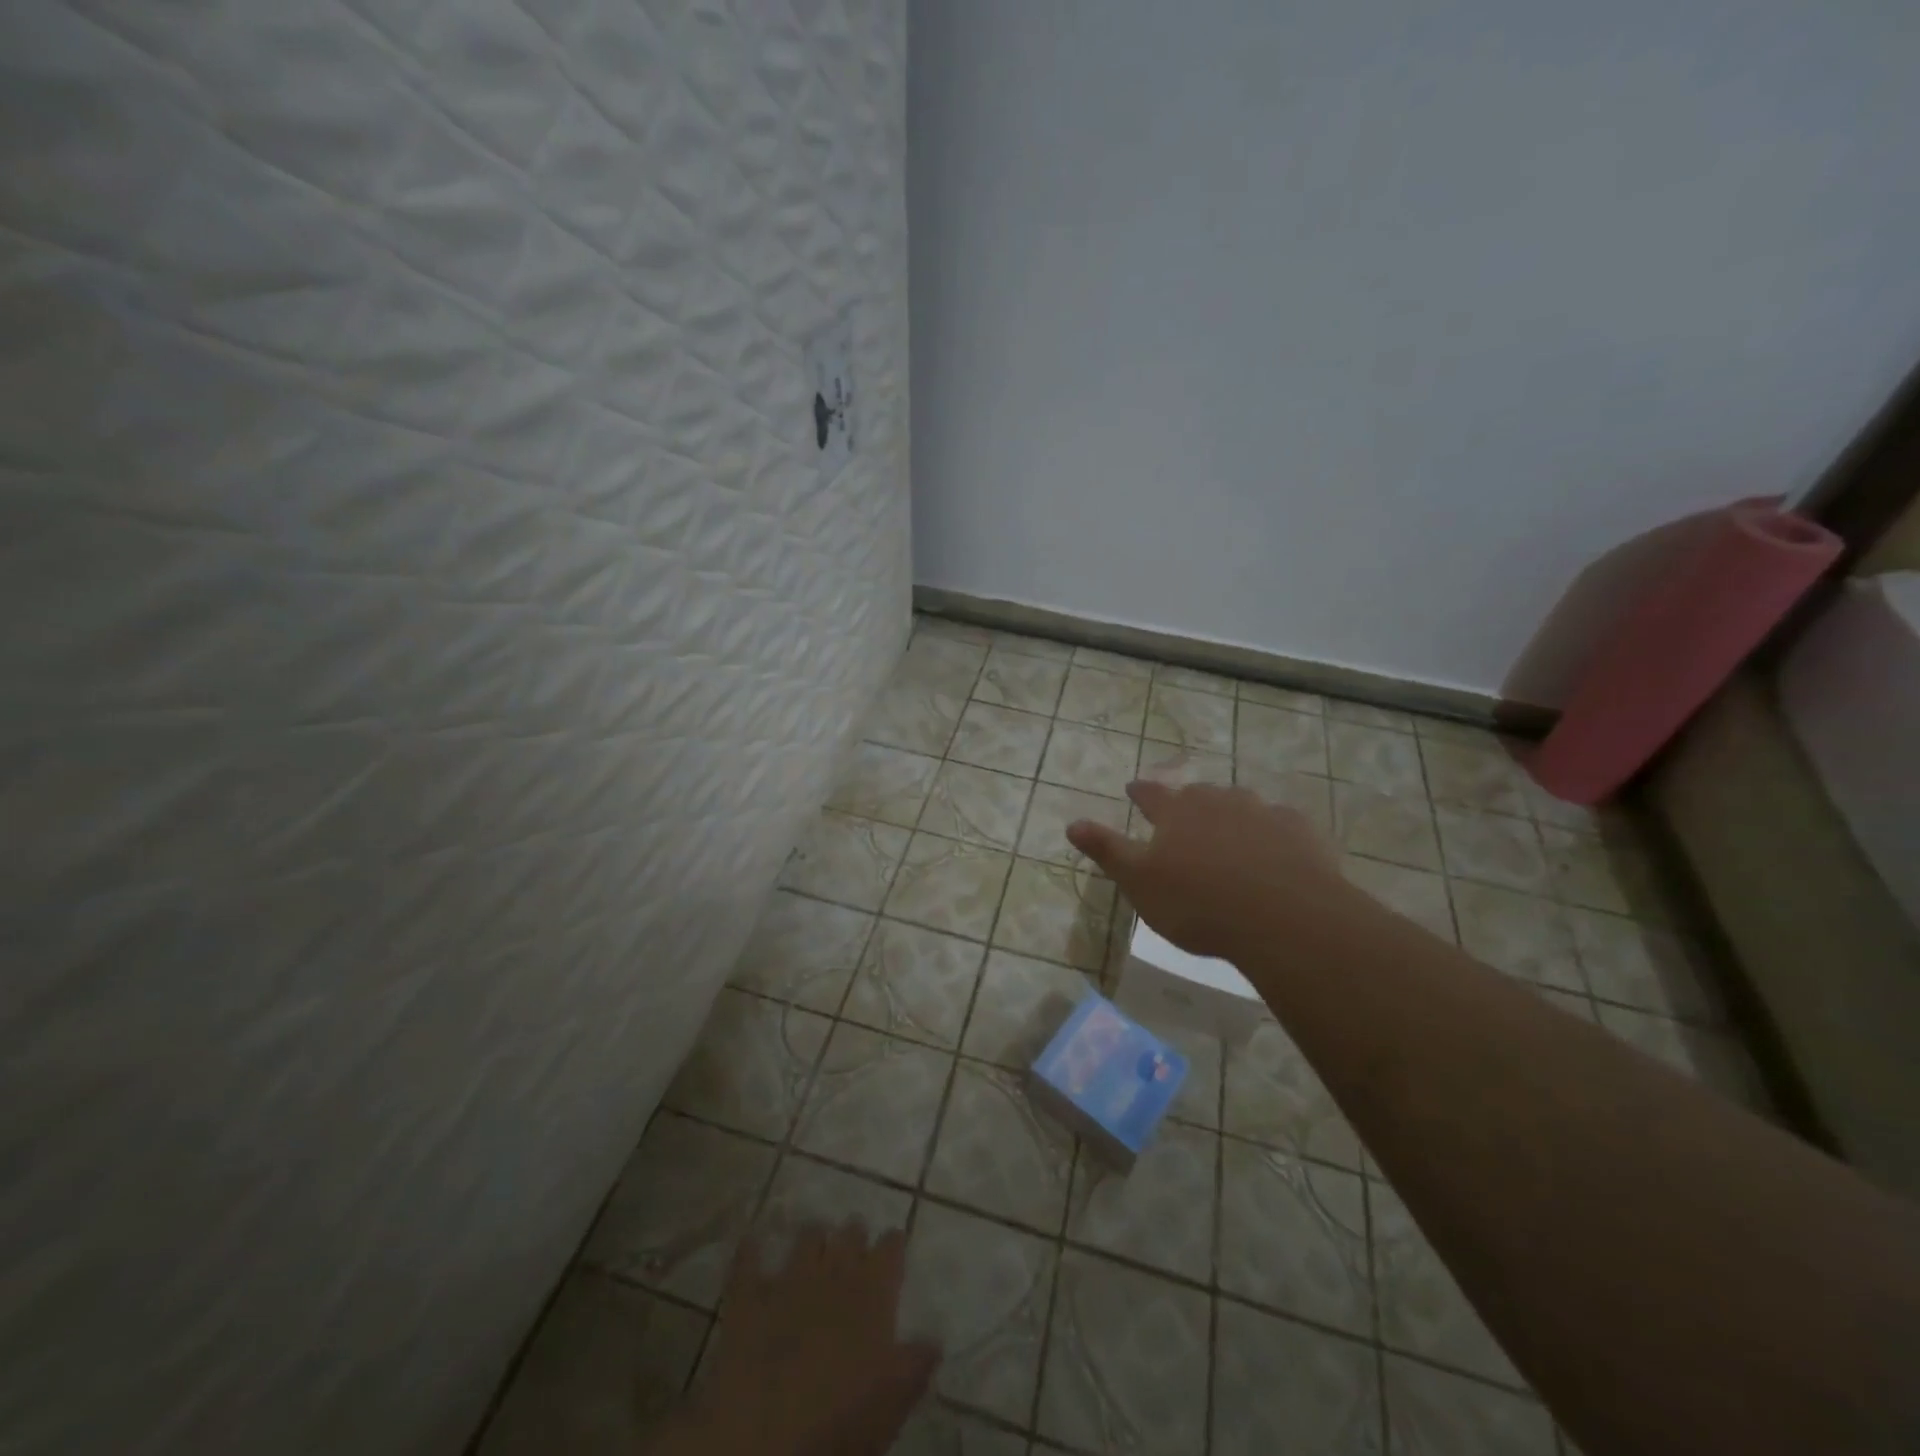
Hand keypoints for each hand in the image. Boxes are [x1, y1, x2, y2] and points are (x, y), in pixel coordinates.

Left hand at [651, 1220, 939, 1455]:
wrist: (765, 1434)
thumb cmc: (841, 1421)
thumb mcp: (893, 1401)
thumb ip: (915, 1364)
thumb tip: (935, 1338)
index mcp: (872, 1294)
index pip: (890, 1250)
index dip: (892, 1243)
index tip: (894, 1240)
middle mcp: (833, 1273)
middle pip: (849, 1235)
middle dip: (853, 1234)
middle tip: (854, 1237)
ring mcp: (788, 1280)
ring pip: (805, 1239)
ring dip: (812, 1237)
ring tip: (814, 1238)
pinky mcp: (748, 1298)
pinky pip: (748, 1262)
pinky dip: (751, 1249)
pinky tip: (753, 1240)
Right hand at [1067, 778, 1351, 959]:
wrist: (1284, 918)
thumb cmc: (1198, 903)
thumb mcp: (1139, 882)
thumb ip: (1107, 850)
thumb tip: (1072, 823)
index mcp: (1176, 812)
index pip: (1150, 794)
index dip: (1140, 792)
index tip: (1133, 789)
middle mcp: (1217, 801)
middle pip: (1196, 795)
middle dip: (1186, 802)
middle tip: (1183, 813)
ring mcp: (1262, 812)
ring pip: (1239, 804)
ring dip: (1229, 813)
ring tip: (1228, 830)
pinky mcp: (1299, 830)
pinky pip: (1279, 824)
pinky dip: (1271, 832)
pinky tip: (1275, 848)